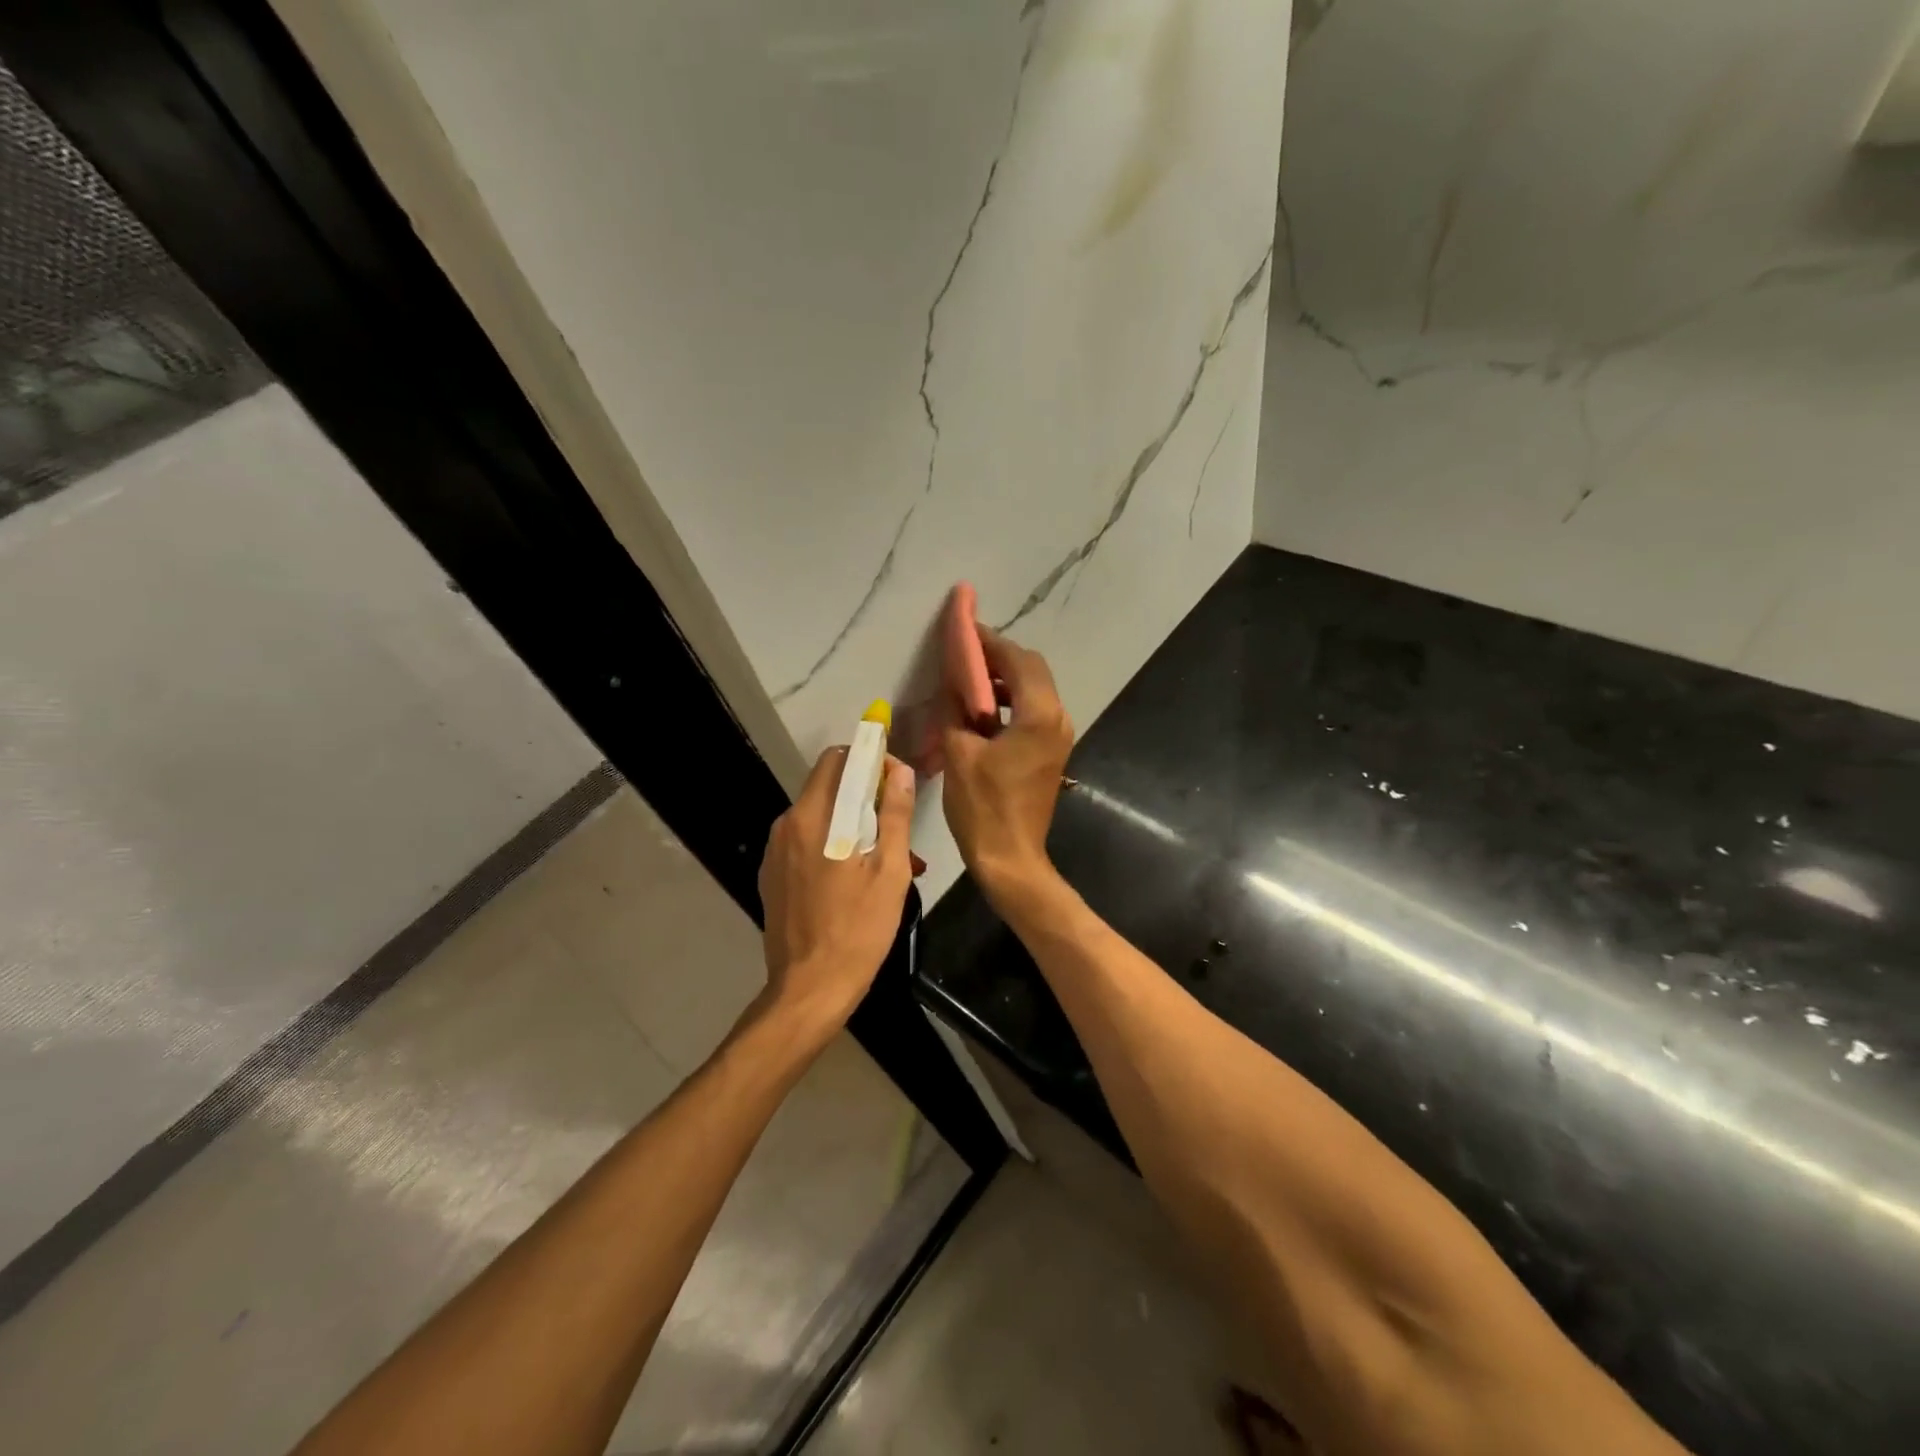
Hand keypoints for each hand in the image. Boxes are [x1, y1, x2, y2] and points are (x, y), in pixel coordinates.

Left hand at [757, 746, 916, 1029]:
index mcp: (813, 817)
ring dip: (853, 825)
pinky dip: (833, 846)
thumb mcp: (890, 871)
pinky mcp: (773, 876)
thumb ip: (895, 815)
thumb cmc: (858, 929)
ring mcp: (775, 853)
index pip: (837, 759)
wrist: (810, 990)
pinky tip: (856, 879)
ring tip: (886, 861)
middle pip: (828, 787)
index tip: (895, 780)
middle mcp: (787, 825)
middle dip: (865, 795)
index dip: (869, 760)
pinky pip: (807, 844)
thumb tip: (900, 771)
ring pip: (820, 817)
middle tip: (897, 826)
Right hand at [940, 625, 1073, 901]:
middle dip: (999, 657)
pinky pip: (1034, 712)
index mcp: (1039, 715)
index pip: (1017, 660)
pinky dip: (1011, 702)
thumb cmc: (983, 808)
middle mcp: (1057, 719)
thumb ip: (956, 709)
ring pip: (1035, 690)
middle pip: (1032, 670)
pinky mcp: (1052, 752)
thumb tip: (953, 680)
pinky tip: (983, 711)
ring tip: (969, 681)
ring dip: (1005, 680)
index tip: (964, 629)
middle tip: (964, 655)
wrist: (1011, 859)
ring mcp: (1059, 737)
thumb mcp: (959, 753)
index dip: (990, 642)